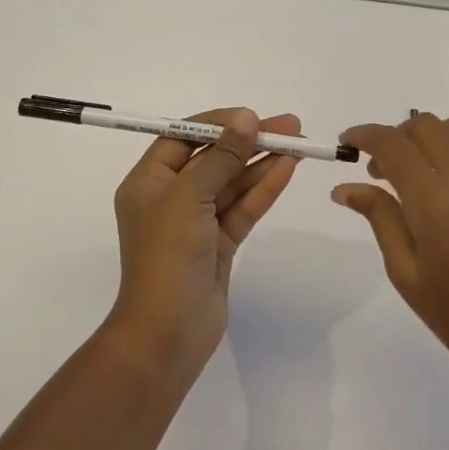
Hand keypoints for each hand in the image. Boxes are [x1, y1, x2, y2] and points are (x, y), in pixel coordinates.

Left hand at [108, 108, 300, 379]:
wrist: (167, 334)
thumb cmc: (167, 255)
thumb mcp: (190, 197)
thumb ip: (221, 157)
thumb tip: (246, 118)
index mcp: (148, 182)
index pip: (182, 138)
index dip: (217, 123)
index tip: (251, 116)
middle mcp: (170, 197)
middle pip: (213, 158)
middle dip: (248, 141)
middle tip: (289, 125)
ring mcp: (196, 222)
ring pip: (232, 183)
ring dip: (262, 162)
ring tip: (299, 142)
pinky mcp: (218, 244)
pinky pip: (243, 208)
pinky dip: (264, 189)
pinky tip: (288, 168)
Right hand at [332, 113, 448, 404]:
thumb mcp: (406, 272)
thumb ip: (379, 218)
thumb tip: (345, 187)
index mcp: (436, 199)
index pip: (393, 144)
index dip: (364, 135)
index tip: (345, 142)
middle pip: (426, 125)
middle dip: (394, 136)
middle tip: (377, 170)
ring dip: (428, 136)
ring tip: (414, 172)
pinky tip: (444, 185)